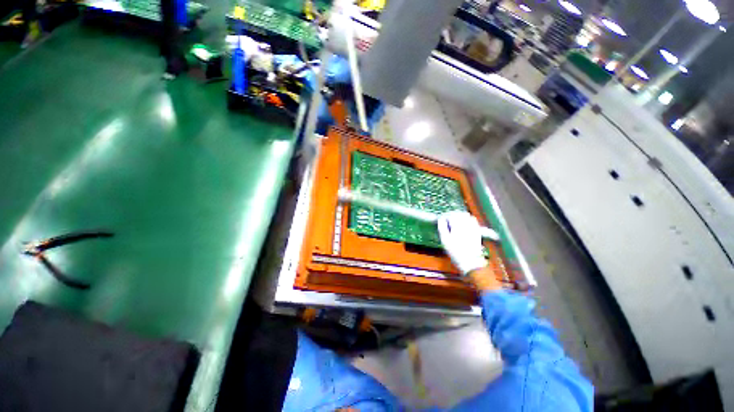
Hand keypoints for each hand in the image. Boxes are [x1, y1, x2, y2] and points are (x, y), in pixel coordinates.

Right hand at [437, 211, 486, 274]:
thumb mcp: (444, 240)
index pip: (451, 215)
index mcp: (457, 225)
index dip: (445, 216)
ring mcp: (473, 227)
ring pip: (467, 215)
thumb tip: (441, 219)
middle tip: (447, 219)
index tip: (441, 219)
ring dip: (460, 216)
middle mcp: (466, 224)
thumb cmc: (455, 251)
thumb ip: (442, 227)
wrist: (470, 261)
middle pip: (459, 213)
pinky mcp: (477, 231)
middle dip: (453, 214)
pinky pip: (473, 220)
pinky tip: (464, 224)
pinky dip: (468, 219)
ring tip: (455, 221)